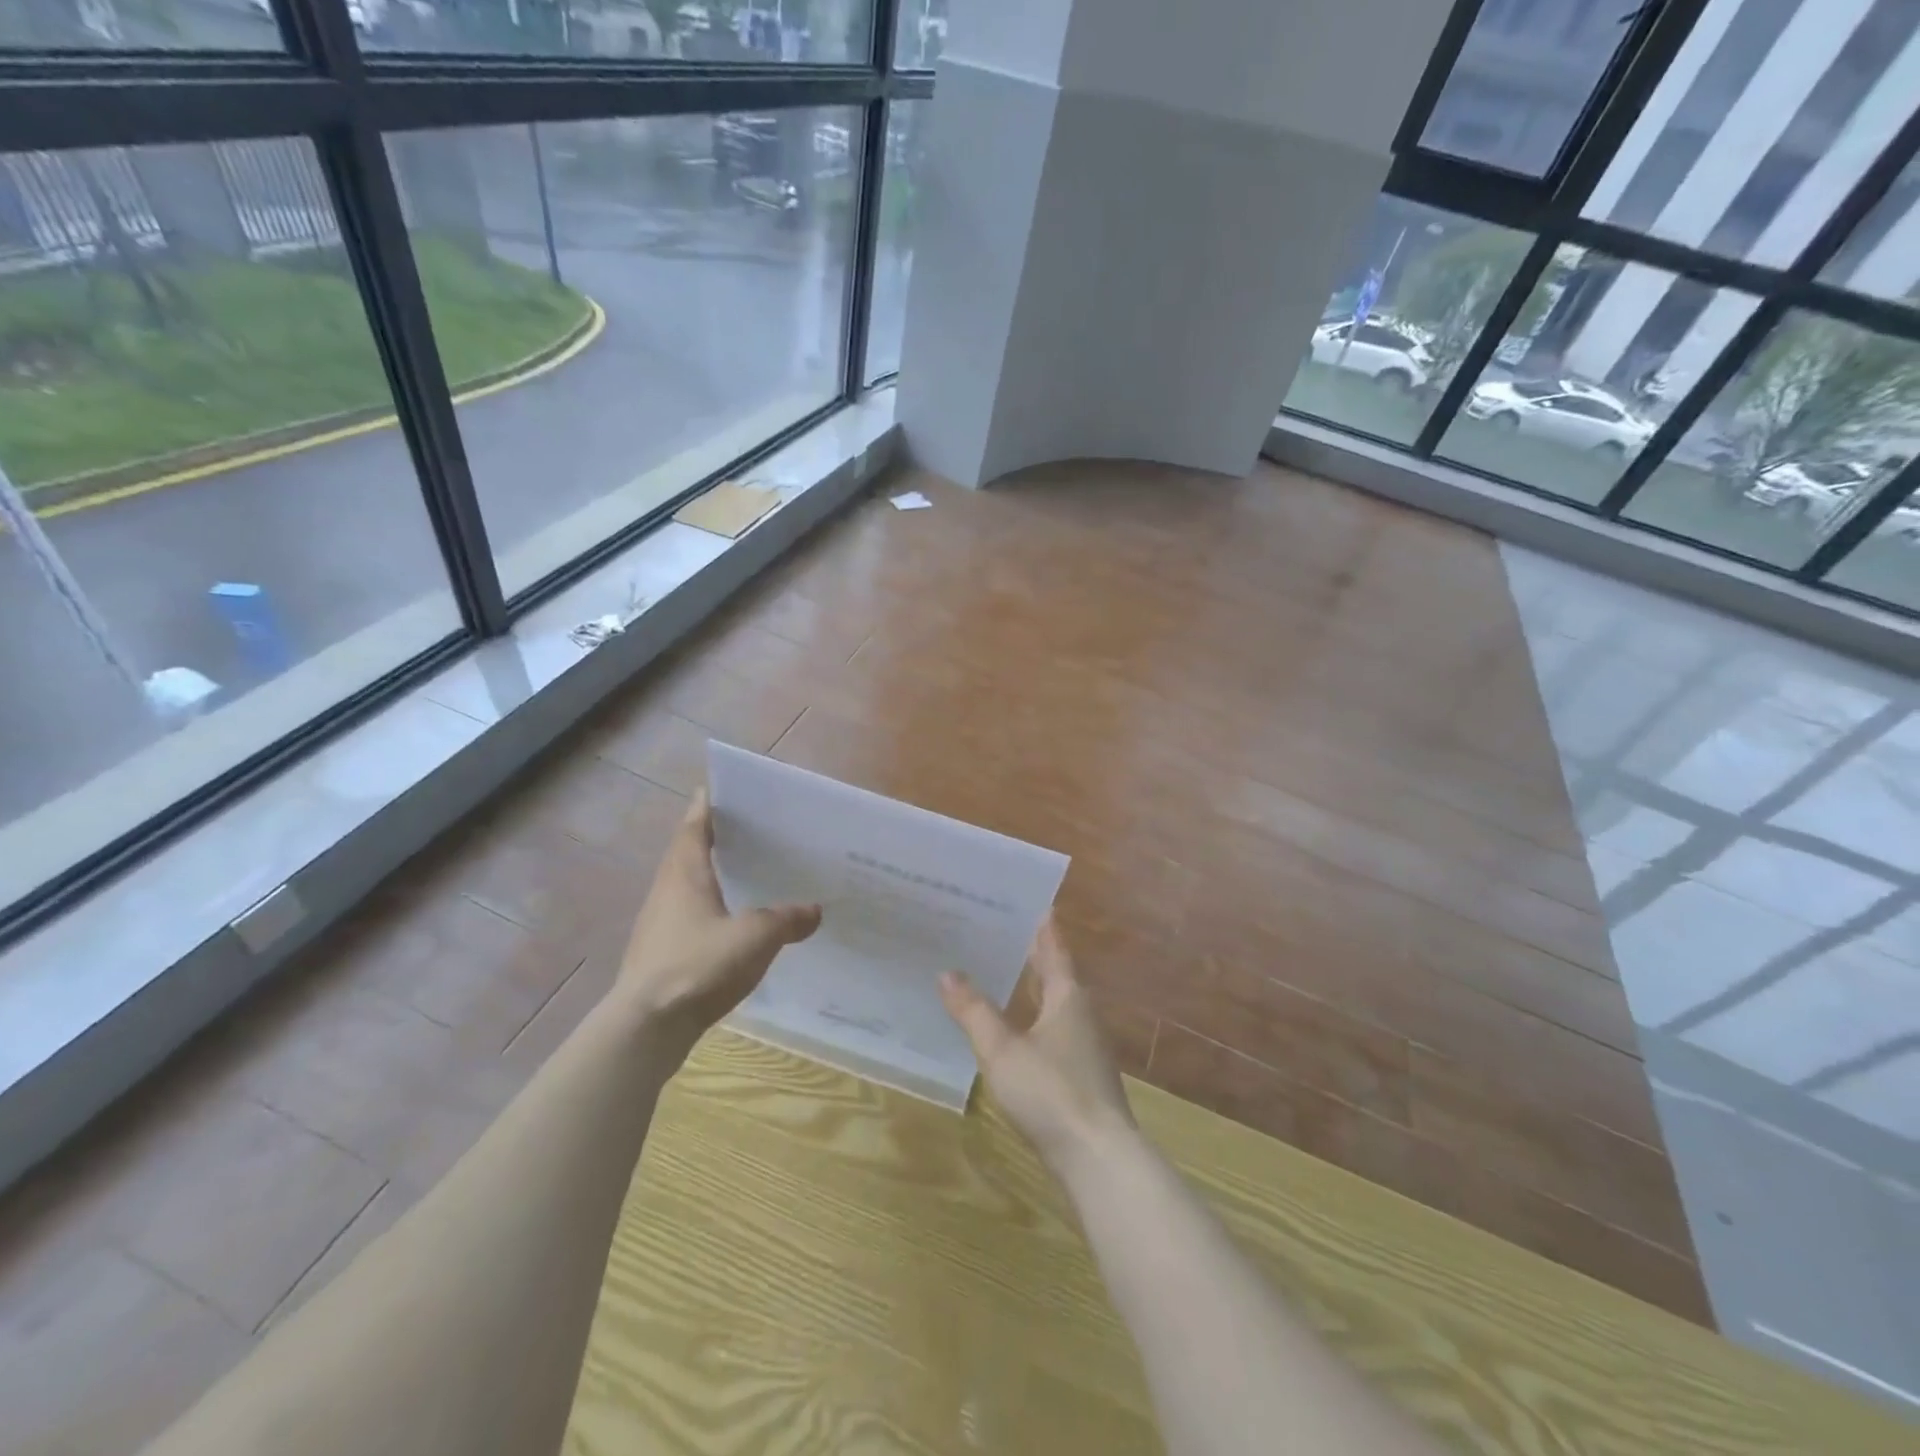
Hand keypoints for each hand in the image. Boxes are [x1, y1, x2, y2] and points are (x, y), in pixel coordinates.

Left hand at [616, 788, 820, 1052]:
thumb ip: (786, 919)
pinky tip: (732, 925)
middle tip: (744, 830)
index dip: (706, 807)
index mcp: (684, 875)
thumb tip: (814, 910)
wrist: (646, 1028)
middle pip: (687, 854)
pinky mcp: (660, 956)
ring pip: (686, 888)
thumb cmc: (698, 966)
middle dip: (711, 839)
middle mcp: (666, 893)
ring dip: (710, 876)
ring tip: (743, 873)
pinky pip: (688, 918)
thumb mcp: (755, 937)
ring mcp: (659, 926)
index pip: (694, 828)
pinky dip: (709, 910)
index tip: (717, 789)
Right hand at [940, 917, 1136, 1175]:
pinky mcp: (1079, 1072)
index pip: (1052, 945)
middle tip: (993, 928)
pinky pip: (1051, 1028)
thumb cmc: (1050, 1092)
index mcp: (1067, 996)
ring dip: (1028, 983)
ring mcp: (1083, 1044)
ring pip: (1052, 1000)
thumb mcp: (1002, 1050)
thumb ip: (974, 1011)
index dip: (1038, 921)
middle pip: (1054, 971)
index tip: (1019, 897)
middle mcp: (1080, 1012)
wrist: (1098, 1158)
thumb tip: (947, 973)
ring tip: (995, 969)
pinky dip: (1030, 1015)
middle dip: (1027, 950)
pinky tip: (1009, 1026)